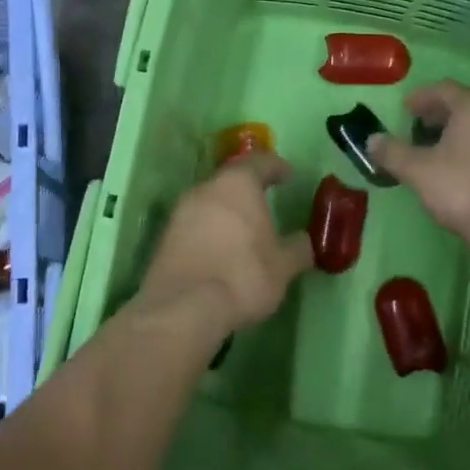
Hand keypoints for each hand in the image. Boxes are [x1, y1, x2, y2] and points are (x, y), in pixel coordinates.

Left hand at [133, 153, 313, 335]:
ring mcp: (181, 211)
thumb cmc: (243, 275)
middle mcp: (206, 188)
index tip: (287, 174)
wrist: (184, 307)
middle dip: (248, 189)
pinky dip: (210, 230)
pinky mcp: (166, 236)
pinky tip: (221, 249)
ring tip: (244, 229)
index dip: (276, 167)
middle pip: (230, 179)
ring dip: (227, 210)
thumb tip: (303, 241)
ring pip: (210, 201)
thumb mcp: (283, 265)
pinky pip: (195, 223)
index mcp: (237, 184)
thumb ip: (297, 248)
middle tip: (265, 201)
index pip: (259, 162)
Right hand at [368, 80, 469, 246]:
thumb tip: (372, 140)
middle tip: (418, 128)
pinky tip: (464, 170)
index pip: (444, 89)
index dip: (421, 97)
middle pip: (466, 106)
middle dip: (440, 115)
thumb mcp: (417, 170)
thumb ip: (392, 152)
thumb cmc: (463, 188)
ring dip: (459, 133)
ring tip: (438, 151)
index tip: (405, 110)